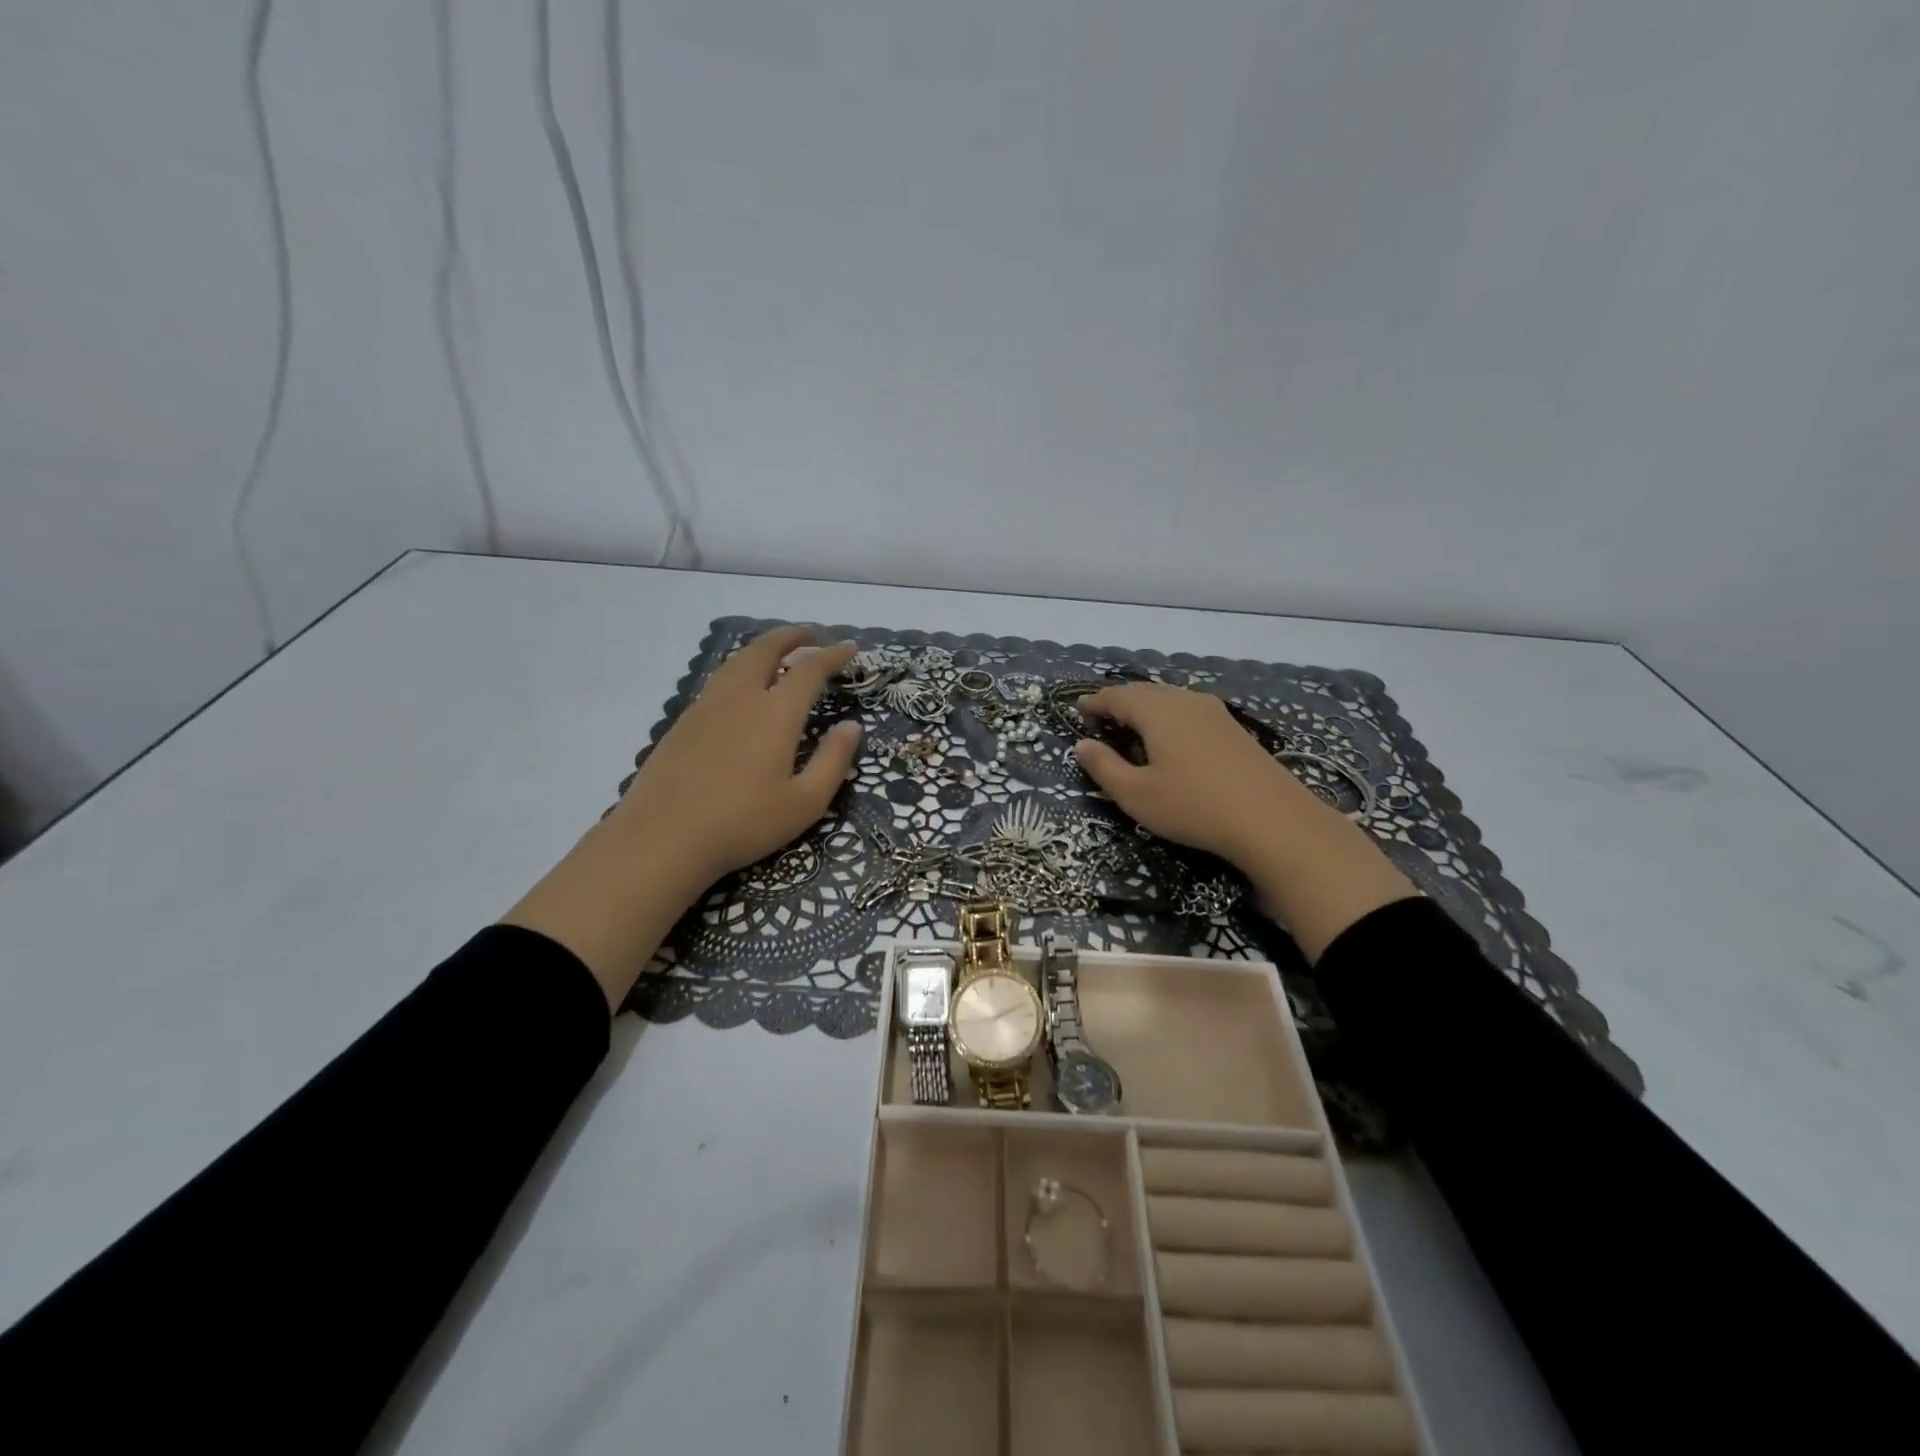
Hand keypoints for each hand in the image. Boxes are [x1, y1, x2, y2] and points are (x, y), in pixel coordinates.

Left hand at [504, 626, 861, 1008]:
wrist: (664, 837)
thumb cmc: (744, 823)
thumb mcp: (805, 802)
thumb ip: (833, 760)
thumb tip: (852, 726)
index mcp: (775, 713)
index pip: (809, 669)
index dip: (832, 655)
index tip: (849, 647)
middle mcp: (740, 698)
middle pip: (765, 649)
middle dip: (792, 636)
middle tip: (811, 633)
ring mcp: (706, 707)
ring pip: (737, 662)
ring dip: (763, 648)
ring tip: (779, 653)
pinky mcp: (684, 723)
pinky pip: (719, 680)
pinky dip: (741, 669)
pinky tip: (743, 688)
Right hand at [1073, 682, 1315, 863]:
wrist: (1271, 820)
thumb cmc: (1193, 806)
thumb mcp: (1136, 795)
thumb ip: (1104, 767)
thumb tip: (1082, 744)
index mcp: (1157, 711)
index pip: (1117, 696)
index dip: (1094, 702)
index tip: (1077, 709)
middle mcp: (1185, 700)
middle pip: (1144, 692)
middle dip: (1119, 702)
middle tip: (1100, 718)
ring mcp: (1214, 712)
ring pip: (1169, 699)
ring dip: (1145, 708)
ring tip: (1131, 726)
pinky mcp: (1233, 728)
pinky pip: (1189, 710)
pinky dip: (1168, 716)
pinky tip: (1170, 738)